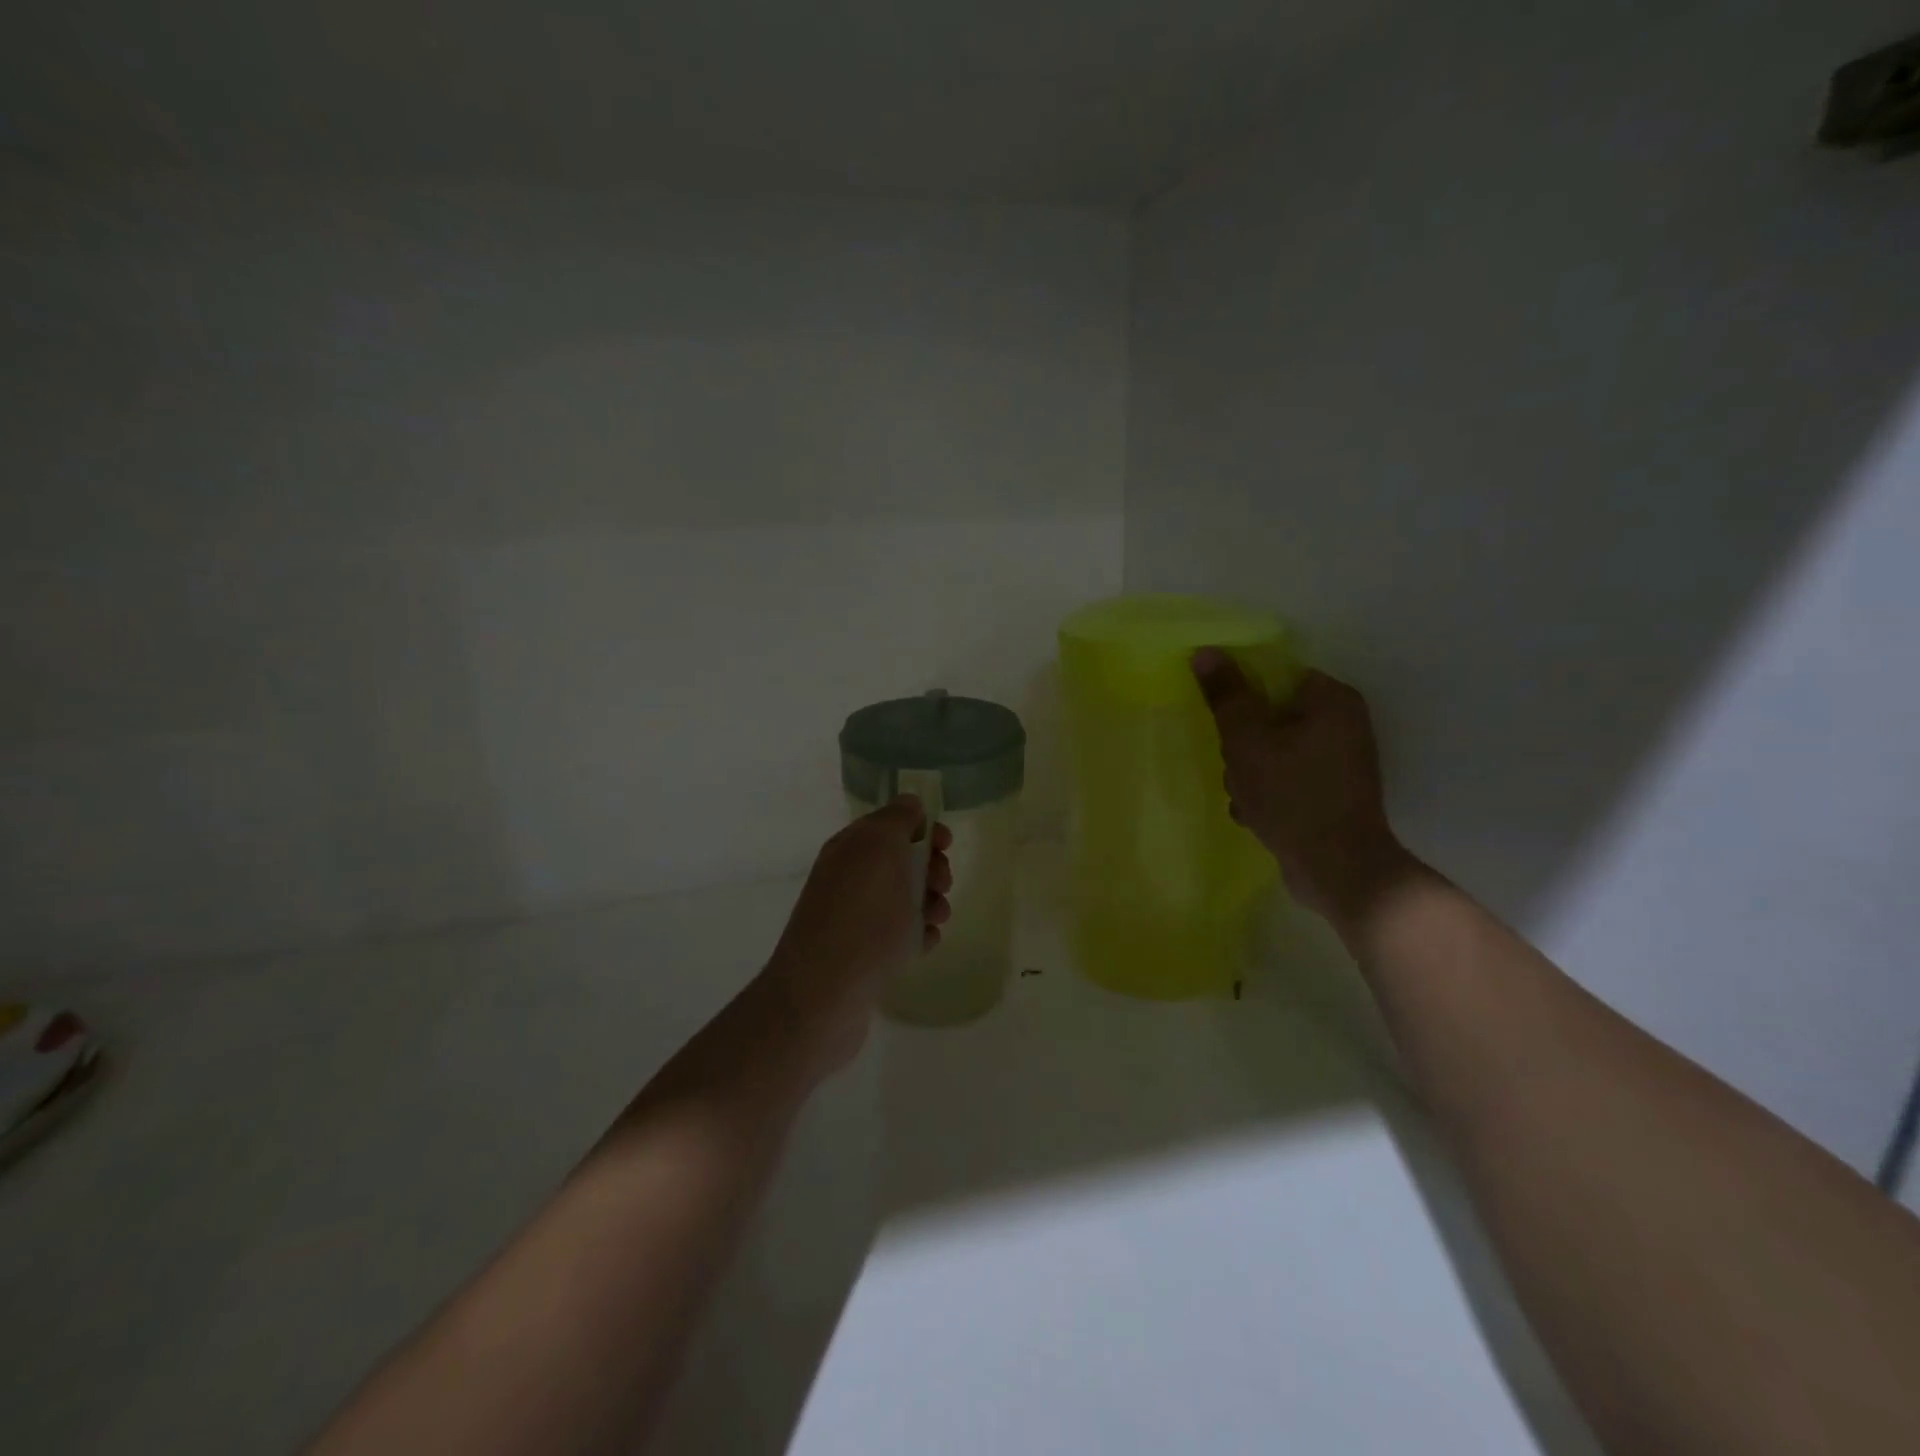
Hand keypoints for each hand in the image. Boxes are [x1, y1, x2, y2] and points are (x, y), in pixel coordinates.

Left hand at [760, 797, 952, 1073]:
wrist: (824, 994)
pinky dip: (917, 935)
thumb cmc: (862, 916)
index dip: (922, 828)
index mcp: (850, 848)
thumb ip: (897, 819)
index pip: (891, 823)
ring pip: (904, 899)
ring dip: (930, 903)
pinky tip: (924, 946)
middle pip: (902, 861)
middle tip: (941, 885)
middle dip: (931, 868)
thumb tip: (908, 803)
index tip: (945, 844)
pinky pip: (899, 934)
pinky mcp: (862, 954)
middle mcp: (848, 877)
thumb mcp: (881, 849)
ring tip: (937, 920)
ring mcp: (853, 917)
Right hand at [1191, 649, 1410, 921]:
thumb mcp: (1246, 739)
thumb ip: (1225, 694)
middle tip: (1235, 768)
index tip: (1225, 725)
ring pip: (1274, 751)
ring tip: (1244, 798)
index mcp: (1332, 699)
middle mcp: (1345, 724)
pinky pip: (1288, 780)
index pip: (1275, 677)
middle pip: (1271, 716)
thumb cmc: (1291, 793)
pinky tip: (1255, 815)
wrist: (1338, 868)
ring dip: (1249, 773)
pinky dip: (1268, 793)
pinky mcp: (1333, 795)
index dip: (1242, 697)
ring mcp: (1341, 763)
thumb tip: (1205, 651)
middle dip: (1243, 745)